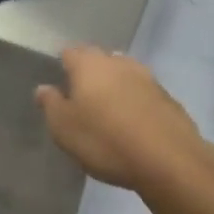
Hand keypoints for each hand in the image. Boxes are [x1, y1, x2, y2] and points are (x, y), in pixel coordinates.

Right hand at [36, 46, 210, 190]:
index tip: (59, 88)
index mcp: (89, 64)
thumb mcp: (64, 128)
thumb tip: (43, 88)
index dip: (63, 68)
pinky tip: (133, 126)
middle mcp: (118, 62)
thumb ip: (50, 104)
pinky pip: (143, 95)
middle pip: (99, 61)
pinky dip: (135, 104)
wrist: (169, 161)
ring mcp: (148, 78)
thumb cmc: (105, 140)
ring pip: (123, 75)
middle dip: (90, 76)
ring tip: (108, 114)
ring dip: (115, 89)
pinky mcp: (169, 99)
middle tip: (82, 102)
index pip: (70, 53)